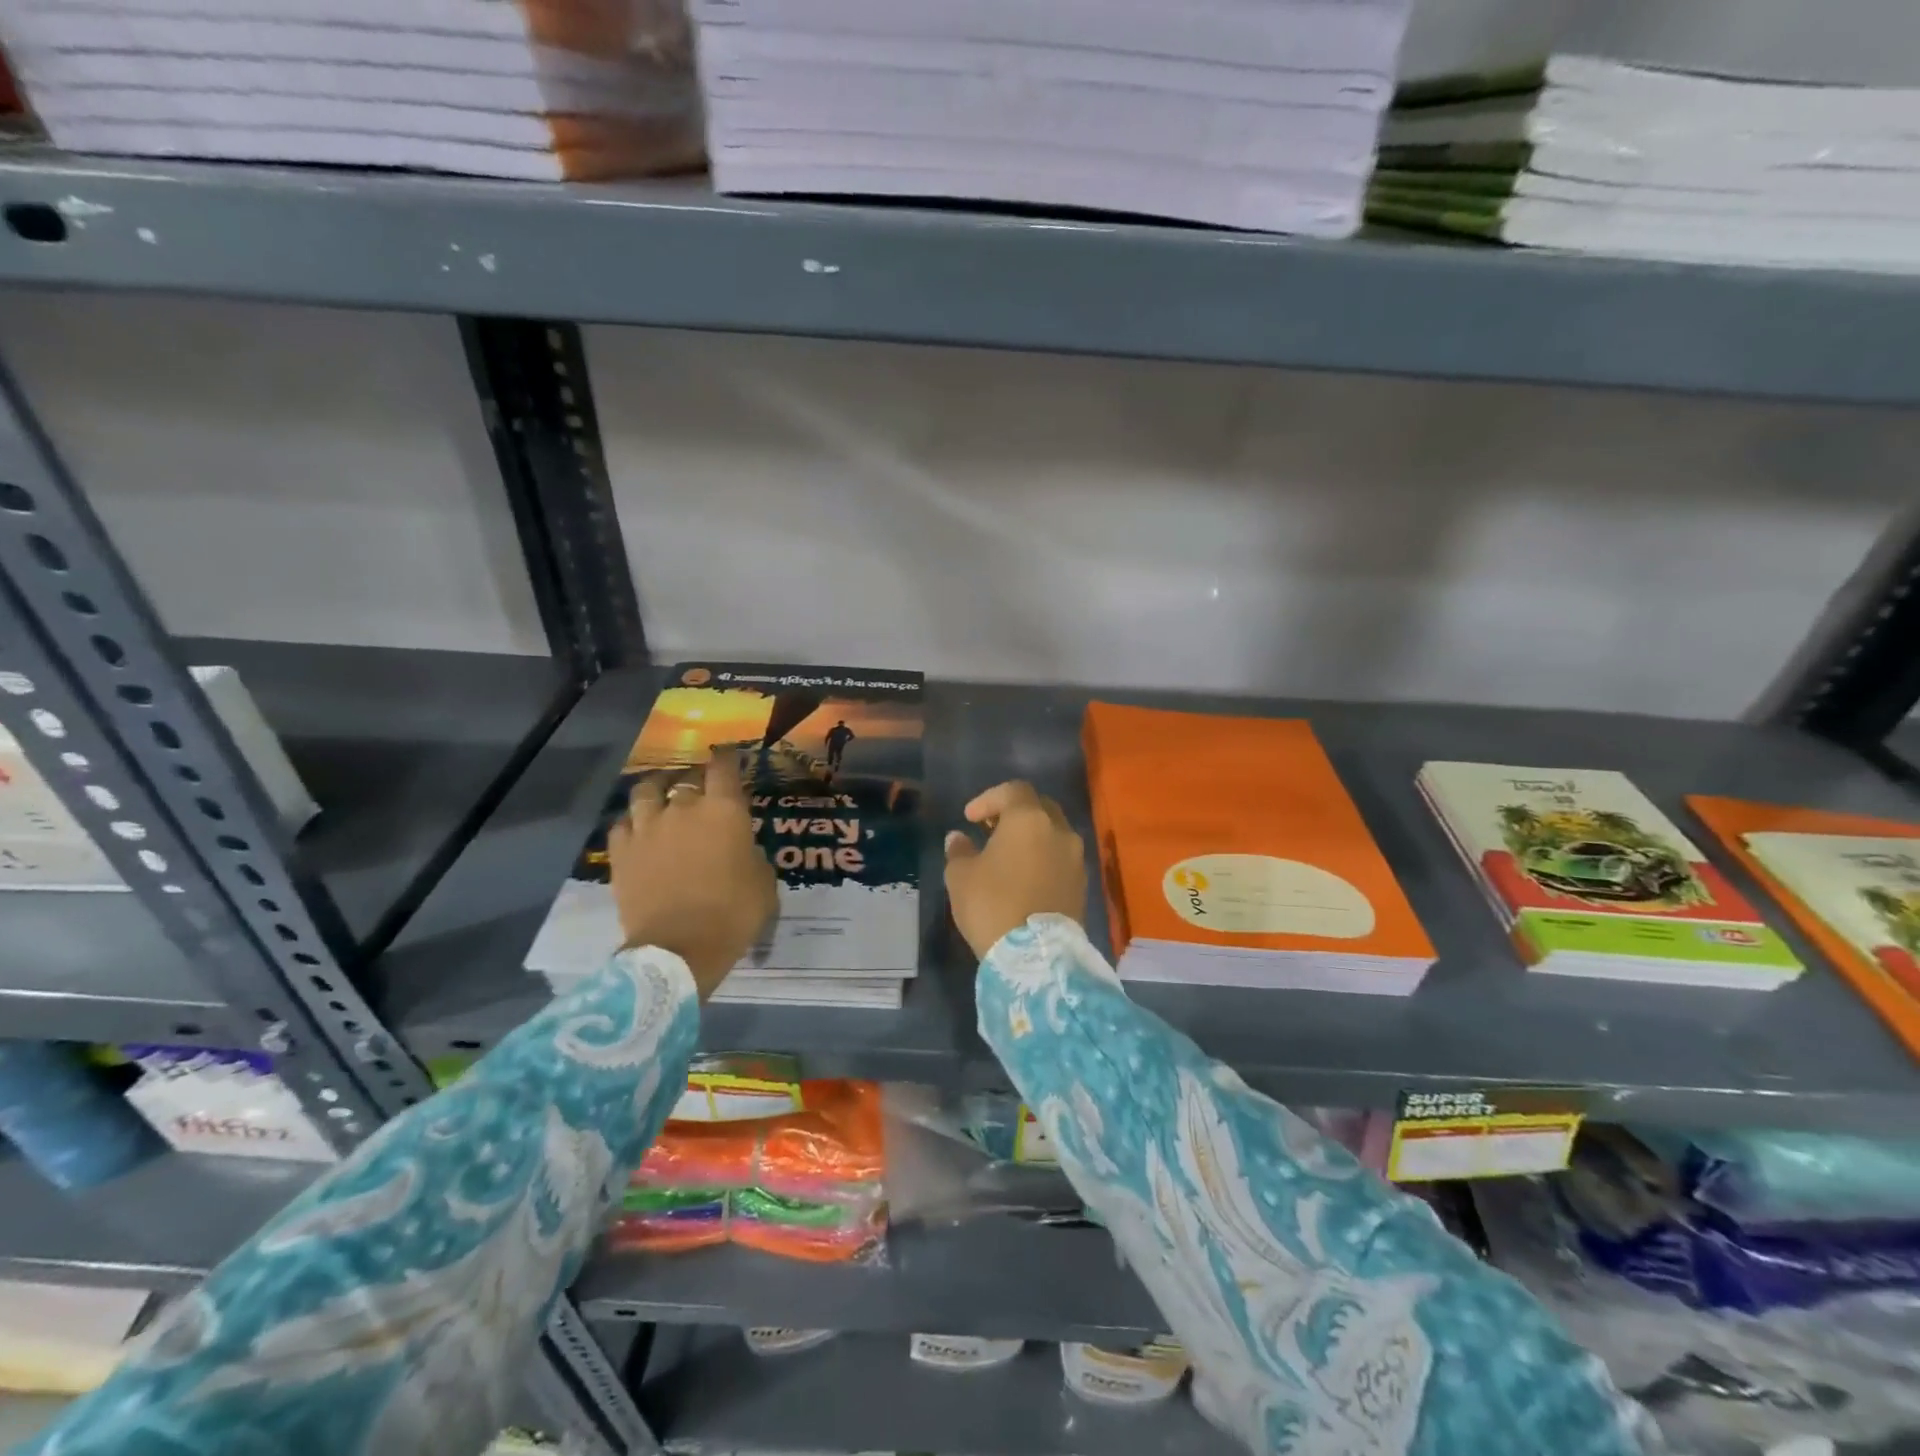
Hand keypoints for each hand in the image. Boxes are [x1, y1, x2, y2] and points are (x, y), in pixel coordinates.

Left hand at [607, 748, 778, 999]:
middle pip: (685, 779)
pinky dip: (631, 822)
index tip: (728, 755)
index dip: (726, 757)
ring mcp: (647, 828)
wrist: (680, 949)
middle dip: (693, 780)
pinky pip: (621, 824)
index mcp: (724, 810)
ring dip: (656, 791)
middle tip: (698, 788)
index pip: (724, 767)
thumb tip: (741, 848)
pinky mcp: (621, 852)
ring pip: (646, 791)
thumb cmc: (734, 914)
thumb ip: (751, 854)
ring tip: (660, 796)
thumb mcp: (764, 882)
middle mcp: (683, 808)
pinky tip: (637, 830)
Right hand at [943, 780, 1087, 959]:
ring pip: (1054, 833)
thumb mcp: (961, 876)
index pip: (1013, 790)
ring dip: (1032, 836)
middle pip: (1039, 807)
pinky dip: (1044, 858)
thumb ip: (960, 851)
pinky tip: (1025, 877)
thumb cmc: (992, 905)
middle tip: (991, 828)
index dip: (989, 799)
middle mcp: (1059, 831)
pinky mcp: (1083, 884)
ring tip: (1007, 855)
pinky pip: (1061, 858)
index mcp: (1029, 819)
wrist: (1036, 956)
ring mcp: (1076, 858)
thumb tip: (958, 838)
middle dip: (1015, 813)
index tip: (970, 818)